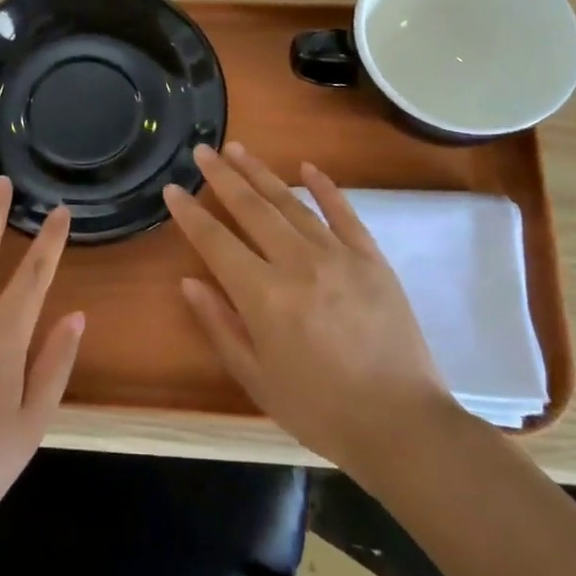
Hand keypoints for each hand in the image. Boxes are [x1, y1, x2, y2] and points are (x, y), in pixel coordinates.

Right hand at [164, 142, 457, 474]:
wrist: (402, 426)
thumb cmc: (319, 410)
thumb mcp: (256, 378)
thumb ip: (220, 325)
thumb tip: (189, 282)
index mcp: (264, 296)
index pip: (216, 241)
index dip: (190, 213)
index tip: (172, 189)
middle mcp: (298, 264)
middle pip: (252, 208)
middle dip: (222, 177)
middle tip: (203, 150)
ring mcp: (339, 256)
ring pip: (291, 204)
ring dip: (262, 173)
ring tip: (238, 149)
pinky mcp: (372, 259)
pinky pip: (344, 214)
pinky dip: (324, 188)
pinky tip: (306, 168)